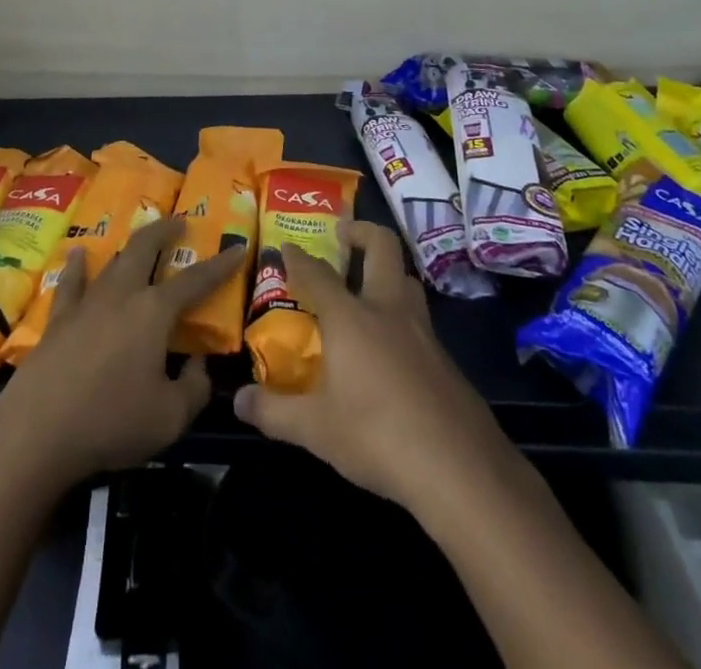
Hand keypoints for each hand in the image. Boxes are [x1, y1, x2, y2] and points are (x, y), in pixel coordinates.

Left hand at [0, 216, 244, 489]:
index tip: (237, 247)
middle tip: (179, 221)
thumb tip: (198, 365)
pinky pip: (71, 284)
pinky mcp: (58, 320)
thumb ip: (194, 388)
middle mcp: (121, 295)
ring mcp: (86, 303)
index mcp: (153, 311)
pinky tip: (78, 254)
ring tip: (140, 234)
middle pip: (145, 249)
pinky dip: (78, 267)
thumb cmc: (111, 421)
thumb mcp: (169, 417)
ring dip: (130, 245)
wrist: (36, 431)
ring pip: (112, 261)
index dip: (220, 265)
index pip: (195, 280)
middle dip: (165, 230)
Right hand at [231, 221, 509, 511]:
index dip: (298, 258)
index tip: (286, 246)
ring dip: (388, 273)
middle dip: (361, 232)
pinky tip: (393, 350)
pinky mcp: (446, 360)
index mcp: (350, 318)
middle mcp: (387, 311)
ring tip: (369, 289)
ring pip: (407, 280)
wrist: (460, 468)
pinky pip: (420, 321)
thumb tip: (240, 402)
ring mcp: (423, 332)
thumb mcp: (316, 430)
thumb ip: (274, 412)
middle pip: (382, 247)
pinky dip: (402, 318)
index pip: (317, 274)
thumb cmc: (377, 436)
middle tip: (343, 235)